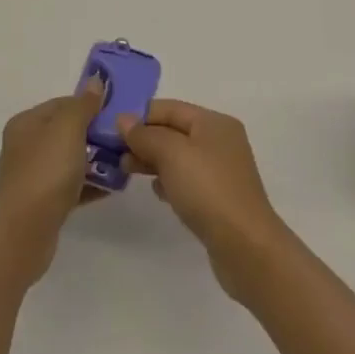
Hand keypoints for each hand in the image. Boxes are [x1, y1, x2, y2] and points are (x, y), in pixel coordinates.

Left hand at [0, 81, 103, 285]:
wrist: (24, 232)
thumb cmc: (46, 171)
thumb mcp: (68, 128)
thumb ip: (83, 104)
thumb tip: (95, 81)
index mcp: (26, 123)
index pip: (62, 104)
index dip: (89, 105)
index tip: (116, 112)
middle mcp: (26, 146)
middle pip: (66, 132)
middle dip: (95, 134)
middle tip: (123, 138)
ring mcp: (33, 176)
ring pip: (70, 160)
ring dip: (96, 160)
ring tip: (123, 163)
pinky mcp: (42, 203)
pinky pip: (71, 186)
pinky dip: (90, 184)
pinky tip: (112, 186)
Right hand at [118, 100, 289, 300]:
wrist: (245, 245)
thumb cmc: (207, 189)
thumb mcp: (172, 154)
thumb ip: (145, 135)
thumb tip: (123, 119)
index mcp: (214, 122)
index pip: (170, 108)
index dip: (139, 115)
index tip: (110, 129)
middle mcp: (220, 141)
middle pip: (174, 131)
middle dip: (143, 139)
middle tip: (113, 154)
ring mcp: (221, 170)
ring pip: (178, 157)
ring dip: (152, 160)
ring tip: (126, 171)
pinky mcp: (218, 197)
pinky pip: (187, 180)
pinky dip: (168, 181)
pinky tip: (156, 191)